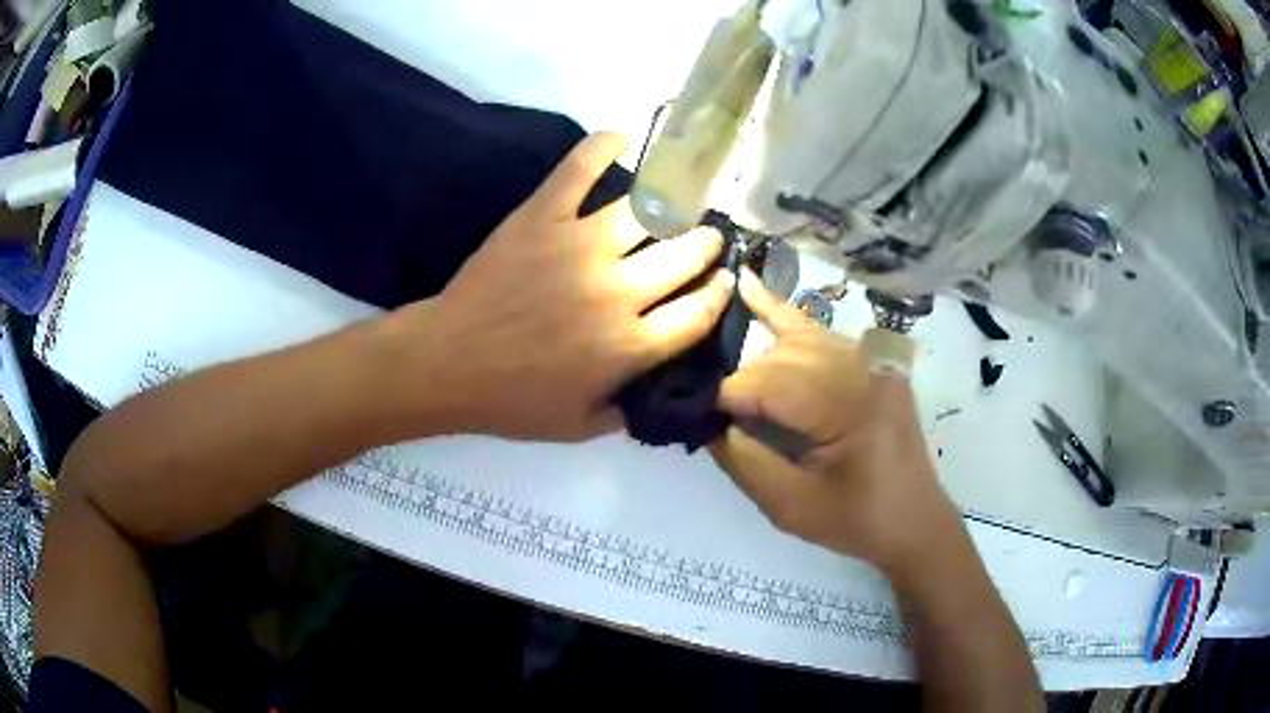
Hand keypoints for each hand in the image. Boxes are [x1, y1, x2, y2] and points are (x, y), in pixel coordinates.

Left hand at [380, 132, 734, 441]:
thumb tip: (663, 389)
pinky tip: (622, 137)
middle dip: (705, 245)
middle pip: (685, 255)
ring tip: (678, 199)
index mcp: (630, 346)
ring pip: (646, 212)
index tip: (723, 281)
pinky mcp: (542, 218)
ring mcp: (579, 246)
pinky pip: (578, 171)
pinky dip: (603, 147)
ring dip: (673, 204)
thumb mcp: (581, 427)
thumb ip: (630, 410)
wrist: (447, 363)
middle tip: (703, 239)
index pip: (699, 311)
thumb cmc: (512, 401)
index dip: (719, 293)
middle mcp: (618, 291)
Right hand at [710, 270, 960, 574]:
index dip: (722, 397)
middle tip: (708, 407)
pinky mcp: (871, 358)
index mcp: (850, 408)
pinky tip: (748, 286)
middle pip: (780, 357)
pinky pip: (820, 330)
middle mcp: (863, 368)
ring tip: (720, 370)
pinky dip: (781, 314)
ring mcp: (871, 357)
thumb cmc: (855, 520)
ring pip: (795, 339)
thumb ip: (742, 460)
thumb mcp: (789, 506)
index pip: (769, 385)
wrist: (914, 519)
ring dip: (757, 357)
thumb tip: (704, 419)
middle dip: (740, 381)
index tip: (688, 410)